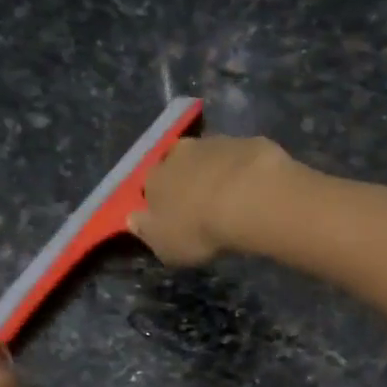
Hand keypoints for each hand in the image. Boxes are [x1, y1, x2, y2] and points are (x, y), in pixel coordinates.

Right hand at [128, 135, 291, 265]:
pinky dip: (242, 169)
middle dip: (186, 180)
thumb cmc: (198, 228)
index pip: (149, 187)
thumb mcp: (165, 245)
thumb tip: (133, 220)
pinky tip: (253, 187)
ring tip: (230, 196)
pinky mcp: (245, 141)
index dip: (159, 201)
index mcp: (153, 179)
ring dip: (214, 172)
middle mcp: (178, 154)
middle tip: (201, 203)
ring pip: (208, 157)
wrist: (248, 197)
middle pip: (177, 165)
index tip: (171, 215)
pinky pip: (239, 157)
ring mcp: (213, 143)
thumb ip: (147, 231)